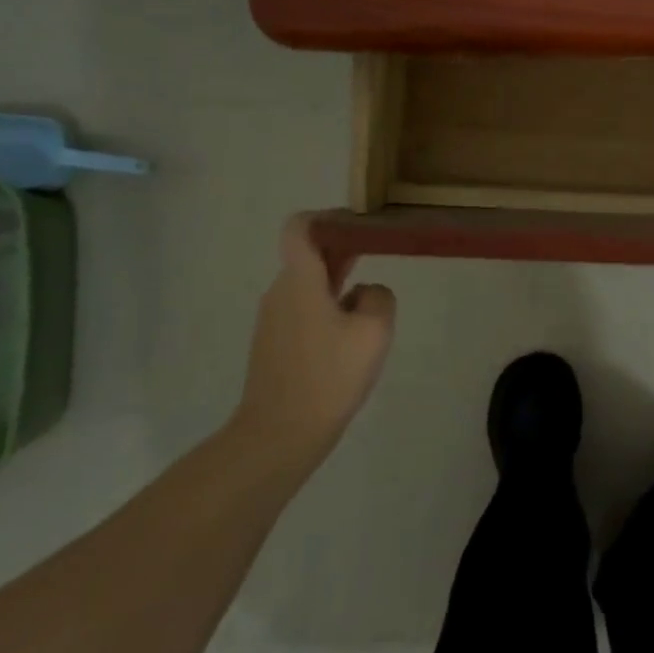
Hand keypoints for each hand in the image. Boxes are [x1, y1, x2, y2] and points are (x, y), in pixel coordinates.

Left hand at [231, 215, 395, 480]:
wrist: (279, 436)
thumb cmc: (328, 376)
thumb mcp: (374, 331)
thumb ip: (379, 296)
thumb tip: (365, 292)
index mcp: (300, 280)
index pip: (300, 227)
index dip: (328, 216)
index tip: (359, 224)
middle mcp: (280, 292)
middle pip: (308, 255)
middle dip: (343, 249)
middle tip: (380, 254)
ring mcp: (273, 320)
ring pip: (308, 285)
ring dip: (339, 282)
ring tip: (371, 303)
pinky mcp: (274, 345)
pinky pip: (304, 311)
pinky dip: (328, 308)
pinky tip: (351, 337)